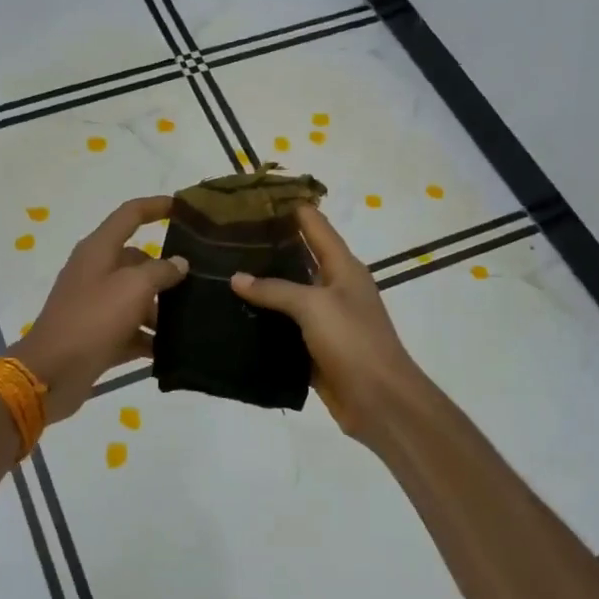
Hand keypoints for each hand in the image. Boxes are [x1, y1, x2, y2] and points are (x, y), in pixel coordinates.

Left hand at [11, 197, 188, 421]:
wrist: (52, 373)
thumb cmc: (93, 320)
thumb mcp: (133, 289)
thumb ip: (160, 271)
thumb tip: (178, 263)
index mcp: (98, 250)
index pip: (129, 215)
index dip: (155, 207)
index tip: (184, 208)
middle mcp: (95, 272)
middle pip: (136, 261)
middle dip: (165, 272)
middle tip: (200, 283)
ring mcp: (94, 305)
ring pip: (135, 298)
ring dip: (159, 309)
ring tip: (192, 321)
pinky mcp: (97, 335)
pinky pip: (129, 330)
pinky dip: (147, 337)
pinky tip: (173, 350)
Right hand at [230, 205, 425, 446]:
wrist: (379, 400)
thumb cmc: (353, 342)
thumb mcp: (314, 306)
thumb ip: (275, 289)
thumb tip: (236, 278)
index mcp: (343, 267)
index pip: (314, 223)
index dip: (287, 207)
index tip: (250, 197)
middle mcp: (334, 286)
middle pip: (298, 256)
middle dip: (266, 244)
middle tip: (224, 235)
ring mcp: (324, 318)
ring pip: (287, 292)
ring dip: (261, 283)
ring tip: (220, 270)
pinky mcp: (313, 346)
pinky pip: (283, 326)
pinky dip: (263, 319)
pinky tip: (233, 314)